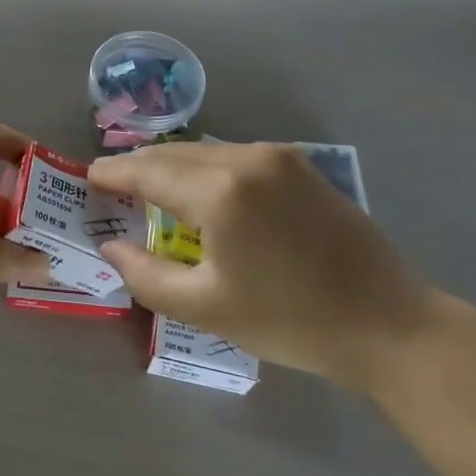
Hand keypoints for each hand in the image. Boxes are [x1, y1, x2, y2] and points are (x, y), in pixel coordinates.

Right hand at [88, 142, 450, 394]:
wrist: (388, 323)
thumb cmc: (291, 321)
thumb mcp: (206, 307)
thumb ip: (146, 275)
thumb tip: (112, 246)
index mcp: (221, 192)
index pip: (148, 171)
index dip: (113, 173)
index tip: (88, 177)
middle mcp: (247, 159)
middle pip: (174, 154)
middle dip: (139, 167)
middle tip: (111, 186)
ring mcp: (279, 157)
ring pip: (205, 151)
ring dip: (172, 167)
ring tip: (150, 190)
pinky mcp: (301, 165)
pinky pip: (235, 156)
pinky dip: (206, 168)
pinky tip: (200, 192)